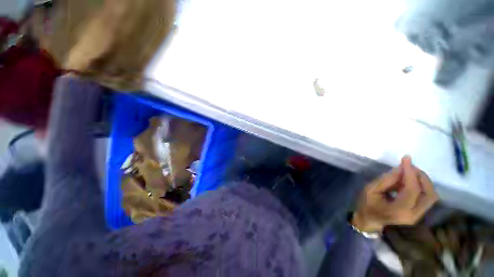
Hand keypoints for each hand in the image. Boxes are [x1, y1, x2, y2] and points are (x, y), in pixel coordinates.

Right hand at [352, 156, 437, 231]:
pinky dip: (421, 186)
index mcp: (399, 210)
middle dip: (422, 177)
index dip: (410, 173)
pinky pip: (426, 197)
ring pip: (431, 196)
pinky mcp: (419, 213)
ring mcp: (418, 215)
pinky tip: (408, 181)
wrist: (369, 221)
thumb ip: (386, 180)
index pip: (412, 190)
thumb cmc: (366, 205)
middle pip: (429, 194)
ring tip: (410, 173)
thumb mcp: (371, 190)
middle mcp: (414, 215)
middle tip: (410, 167)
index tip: (406, 159)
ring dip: (423, 181)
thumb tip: (401, 169)